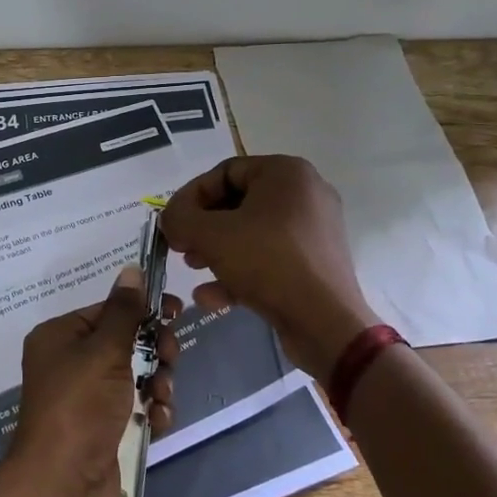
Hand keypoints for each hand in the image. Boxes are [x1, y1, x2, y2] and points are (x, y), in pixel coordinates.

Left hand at [8, 266, 178, 496]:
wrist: (62, 486)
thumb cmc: (79, 406)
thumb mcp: (104, 351)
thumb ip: (124, 312)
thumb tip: (131, 270)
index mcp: (60, 337)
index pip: (107, 311)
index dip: (142, 310)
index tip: (176, 310)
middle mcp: (70, 364)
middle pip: (125, 343)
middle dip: (153, 350)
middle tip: (169, 358)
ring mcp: (88, 400)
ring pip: (136, 376)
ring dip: (157, 383)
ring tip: (160, 397)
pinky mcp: (105, 431)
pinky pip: (136, 408)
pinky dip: (151, 412)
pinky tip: (157, 421)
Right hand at [160, 155, 376, 379]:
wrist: (326, 323)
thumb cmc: (268, 262)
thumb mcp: (211, 235)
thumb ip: (181, 218)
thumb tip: (170, 218)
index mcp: (286, 173)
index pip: (224, 172)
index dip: (191, 196)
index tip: (172, 223)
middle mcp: (305, 194)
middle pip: (238, 203)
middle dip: (203, 227)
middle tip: (180, 246)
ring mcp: (313, 231)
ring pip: (251, 233)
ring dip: (216, 250)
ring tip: (193, 268)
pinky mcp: (314, 264)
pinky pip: (269, 258)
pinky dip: (239, 271)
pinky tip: (210, 296)